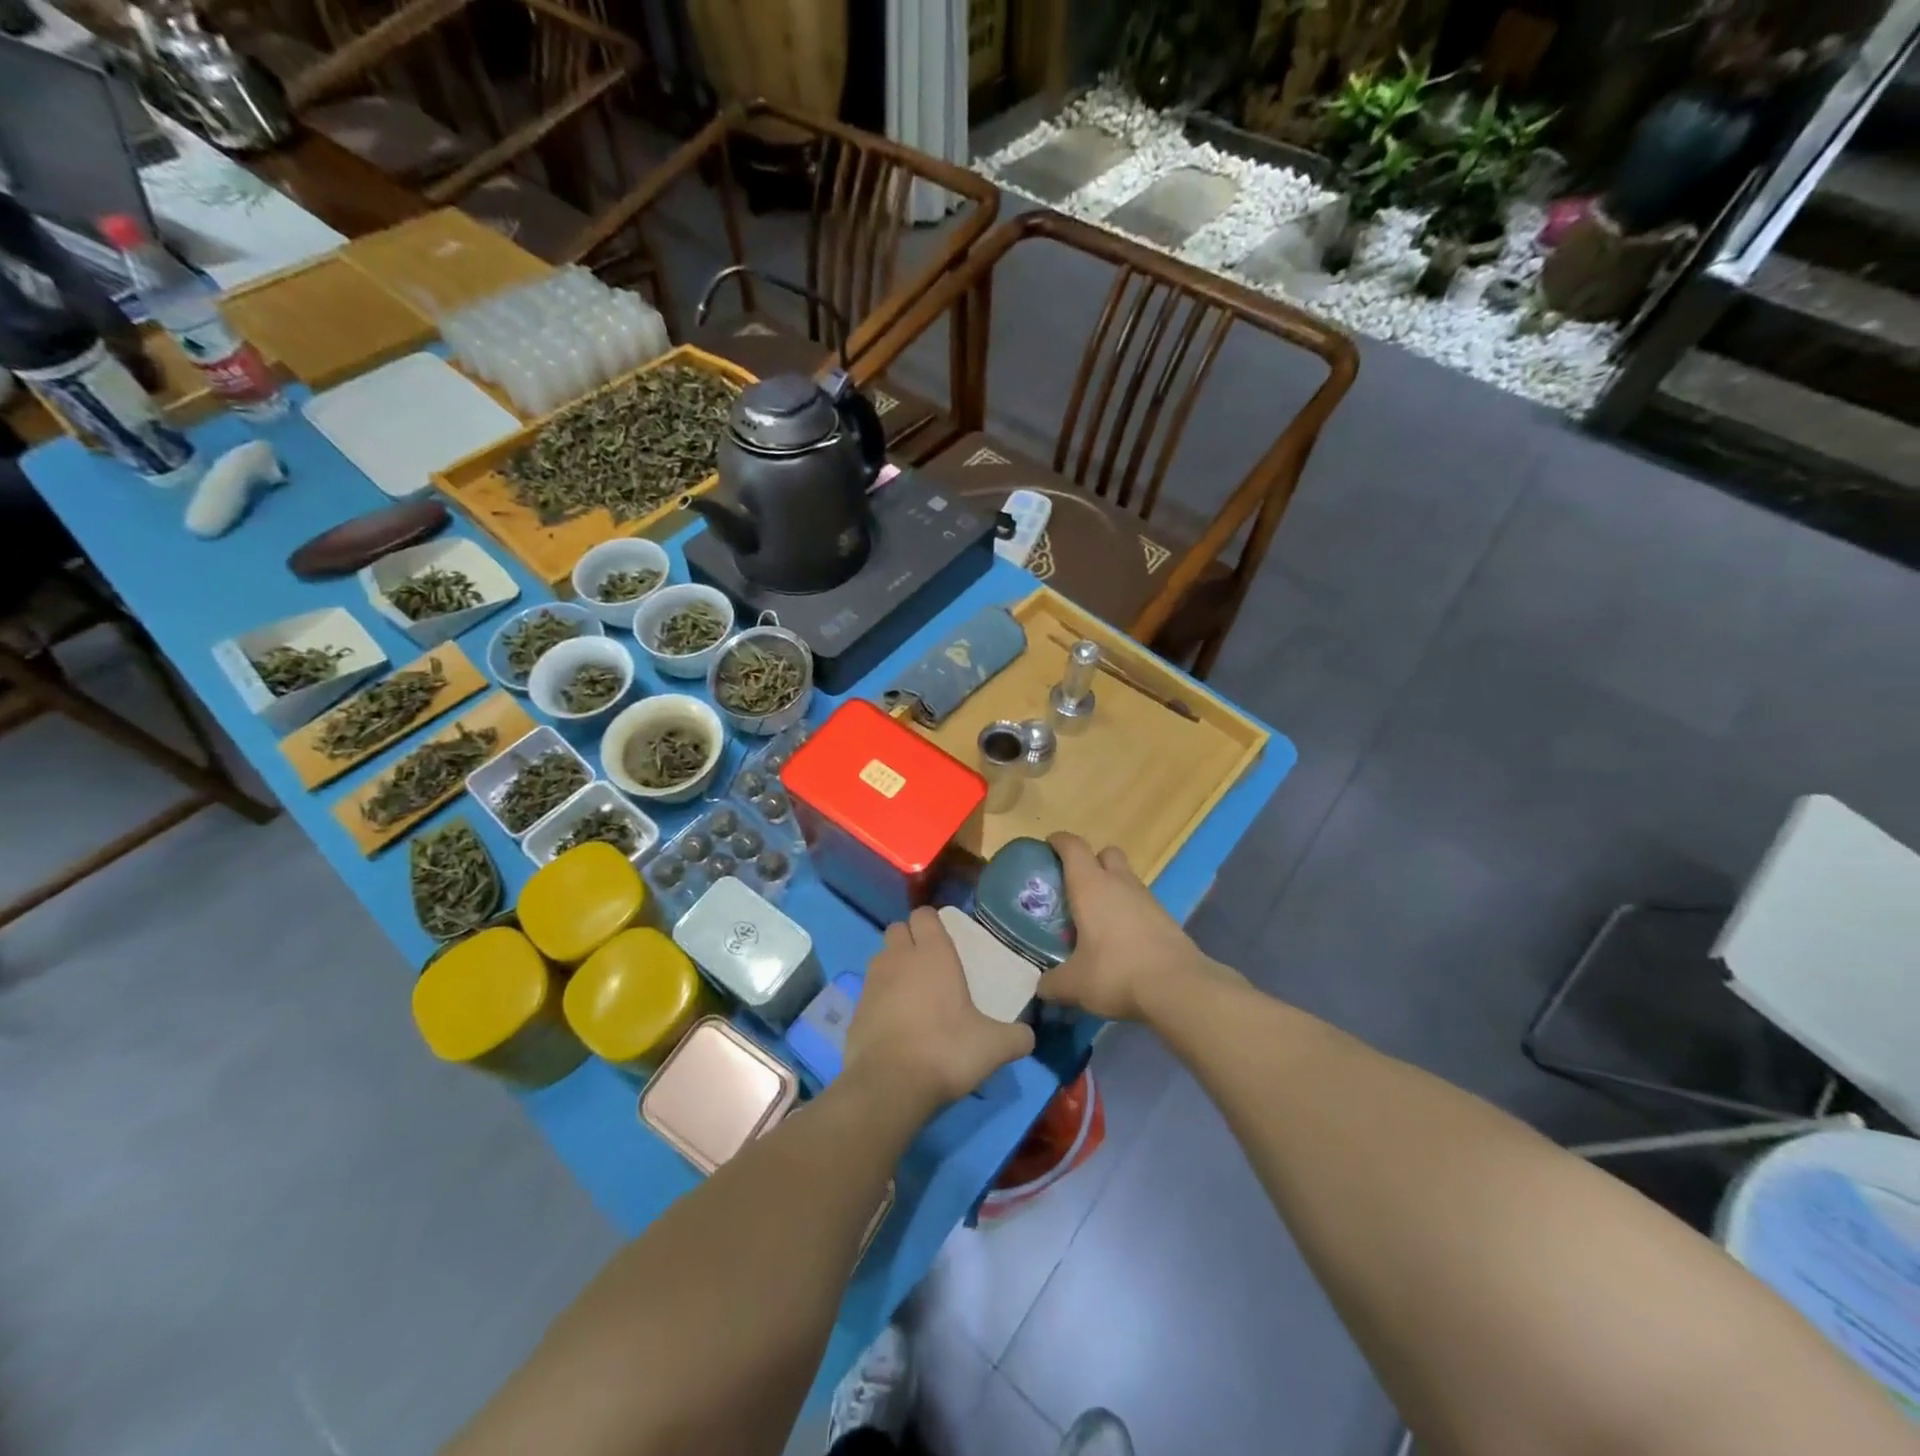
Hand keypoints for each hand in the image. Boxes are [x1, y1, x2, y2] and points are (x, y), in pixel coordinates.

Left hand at [844, 907, 1034, 1113]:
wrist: (889, 1085)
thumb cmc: (946, 1051)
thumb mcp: (994, 1047)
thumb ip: (1016, 1037)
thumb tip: (1028, 1036)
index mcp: (933, 954)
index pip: (924, 915)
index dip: (932, 923)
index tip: (945, 939)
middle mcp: (899, 958)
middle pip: (898, 929)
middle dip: (910, 939)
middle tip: (929, 964)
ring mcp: (872, 982)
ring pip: (881, 957)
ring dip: (893, 966)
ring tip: (912, 992)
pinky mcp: (855, 1009)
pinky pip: (869, 990)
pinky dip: (880, 997)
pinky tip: (896, 1022)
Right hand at [1038, 833, 1224, 1021]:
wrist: (1178, 988)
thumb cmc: (1116, 973)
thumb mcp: (1074, 984)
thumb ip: (1052, 982)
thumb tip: (1042, 986)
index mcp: (1090, 886)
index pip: (1072, 846)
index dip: (1059, 841)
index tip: (1048, 847)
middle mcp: (1119, 883)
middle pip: (1106, 853)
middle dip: (1091, 861)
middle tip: (1075, 886)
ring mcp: (1147, 898)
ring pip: (1126, 878)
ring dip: (1112, 888)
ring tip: (1097, 918)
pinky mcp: (1166, 918)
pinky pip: (1141, 903)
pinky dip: (1129, 911)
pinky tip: (1121, 939)